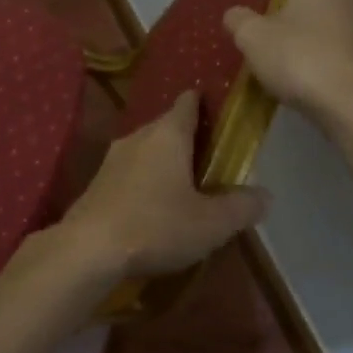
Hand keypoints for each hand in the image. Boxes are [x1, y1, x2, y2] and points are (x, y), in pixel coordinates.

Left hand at [60, 90, 270, 279]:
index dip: (206, 103)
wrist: (87, 250)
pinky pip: (130, 172)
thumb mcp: (211, 223)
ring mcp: (112, 159)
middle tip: (213, 160)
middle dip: (190, 139)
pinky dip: (145, 181)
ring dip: (165, 162)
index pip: (188, 102)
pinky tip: (154, 208)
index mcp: (168, 134)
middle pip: (168, 126)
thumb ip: (241, 207)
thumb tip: (265, 196)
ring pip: (147, 150)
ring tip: (186, 186)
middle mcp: (138, 136)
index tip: (222, 113)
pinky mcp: (97, 183)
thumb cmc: (156, 226)